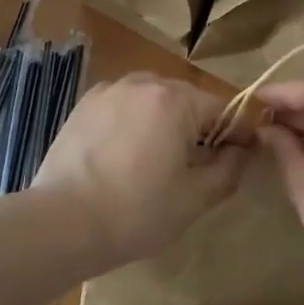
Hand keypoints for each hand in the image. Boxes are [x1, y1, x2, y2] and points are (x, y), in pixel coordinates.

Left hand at [33, 73, 247, 270]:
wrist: (62, 222)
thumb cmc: (136, 212)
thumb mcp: (194, 199)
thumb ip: (228, 169)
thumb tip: (241, 150)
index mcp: (175, 100)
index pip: (222, 108)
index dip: (236, 132)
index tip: (241, 156)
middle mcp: (144, 82)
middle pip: (186, 99)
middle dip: (198, 126)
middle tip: (197, 164)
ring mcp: (110, 90)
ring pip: (153, 98)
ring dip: (164, 120)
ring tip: (156, 159)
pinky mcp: (85, 103)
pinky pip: (124, 104)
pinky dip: (133, 120)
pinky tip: (124, 153)